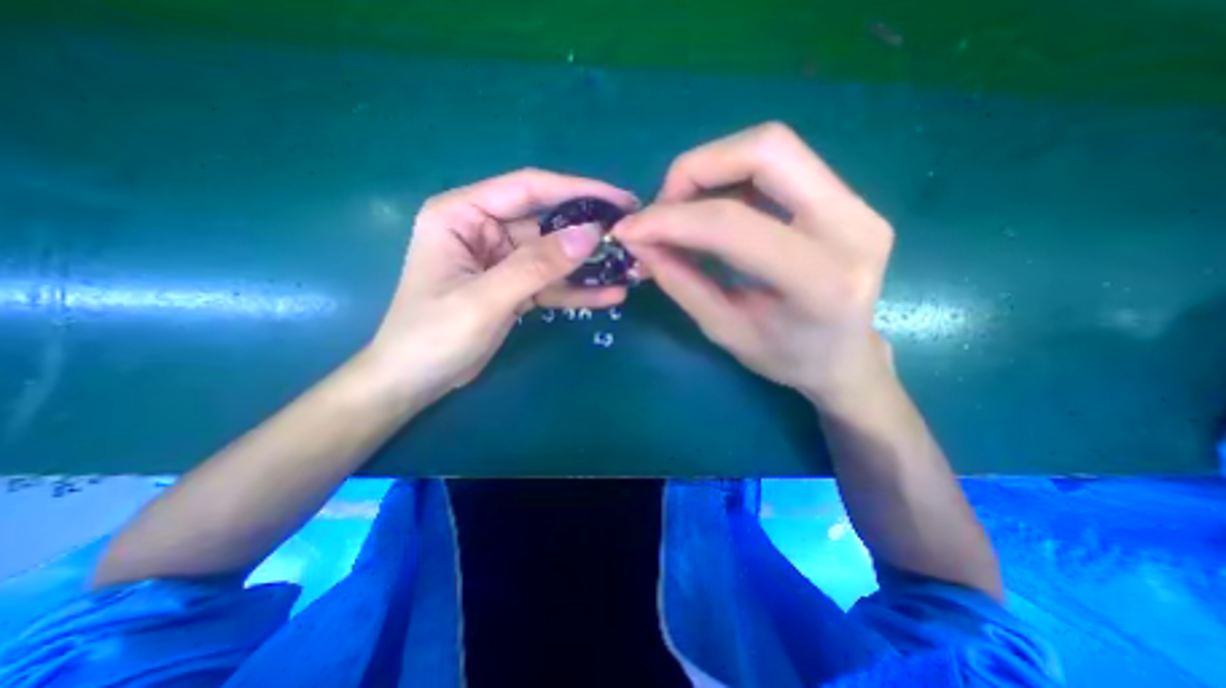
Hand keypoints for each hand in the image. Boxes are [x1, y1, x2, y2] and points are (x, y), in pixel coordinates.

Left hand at [364, 169, 636, 404]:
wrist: (415, 381)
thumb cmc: (433, 336)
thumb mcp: (485, 299)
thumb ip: (537, 266)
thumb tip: (590, 235)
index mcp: (463, 214)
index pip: (528, 188)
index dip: (577, 190)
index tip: (620, 200)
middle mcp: (484, 229)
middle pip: (547, 223)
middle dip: (589, 233)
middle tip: (632, 238)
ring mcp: (502, 260)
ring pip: (554, 256)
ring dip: (589, 265)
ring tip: (629, 270)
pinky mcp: (514, 286)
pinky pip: (551, 283)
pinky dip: (577, 290)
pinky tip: (609, 296)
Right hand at [618, 120, 898, 408]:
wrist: (845, 357)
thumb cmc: (785, 358)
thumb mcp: (724, 331)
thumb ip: (681, 283)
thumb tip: (640, 242)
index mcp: (821, 281)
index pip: (734, 224)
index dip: (672, 219)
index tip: (631, 229)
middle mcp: (851, 228)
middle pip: (767, 150)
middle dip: (697, 169)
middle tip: (664, 207)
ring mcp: (858, 205)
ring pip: (773, 148)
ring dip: (712, 169)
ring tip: (683, 210)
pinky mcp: (849, 199)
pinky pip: (781, 165)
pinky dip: (732, 178)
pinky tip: (713, 209)